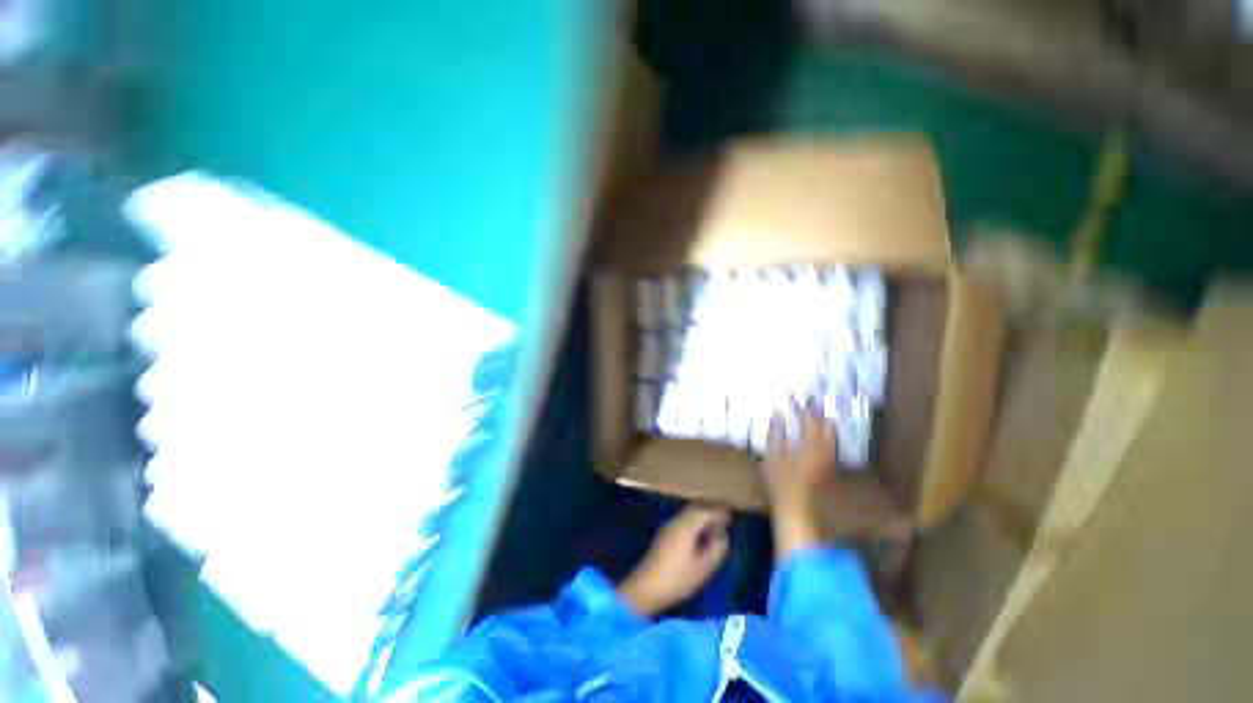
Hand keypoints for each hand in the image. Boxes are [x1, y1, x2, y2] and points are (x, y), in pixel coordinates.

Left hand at [617, 506, 730, 617]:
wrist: (646, 587)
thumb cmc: (678, 579)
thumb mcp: (703, 568)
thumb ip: (716, 549)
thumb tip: (723, 536)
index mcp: (686, 526)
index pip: (705, 512)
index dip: (718, 514)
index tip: (730, 518)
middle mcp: (676, 521)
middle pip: (695, 510)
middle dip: (709, 513)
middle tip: (723, 522)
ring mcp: (668, 527)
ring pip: (688, 515)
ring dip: (701, 519)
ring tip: (713, 531)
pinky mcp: (664, 535)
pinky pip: (682, 522)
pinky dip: (693, 524)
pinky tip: (699, 538)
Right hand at [761, 398, 834, 556]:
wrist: (796, 508)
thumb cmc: (781, 482)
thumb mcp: (772, 455)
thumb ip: (776, 433)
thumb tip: (778, 415)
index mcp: (811, 445)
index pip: (809, 419)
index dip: (802, 407)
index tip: (794, 396)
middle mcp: (825, 450)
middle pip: (827, 425)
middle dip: (818, 411)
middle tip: (808, 401)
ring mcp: (828, 459)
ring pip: (831, 434)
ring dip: (822, 421)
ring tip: (812, 412)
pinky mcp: (828, 466)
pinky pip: (829, 442)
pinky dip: (823, 432)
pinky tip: (815, 431)